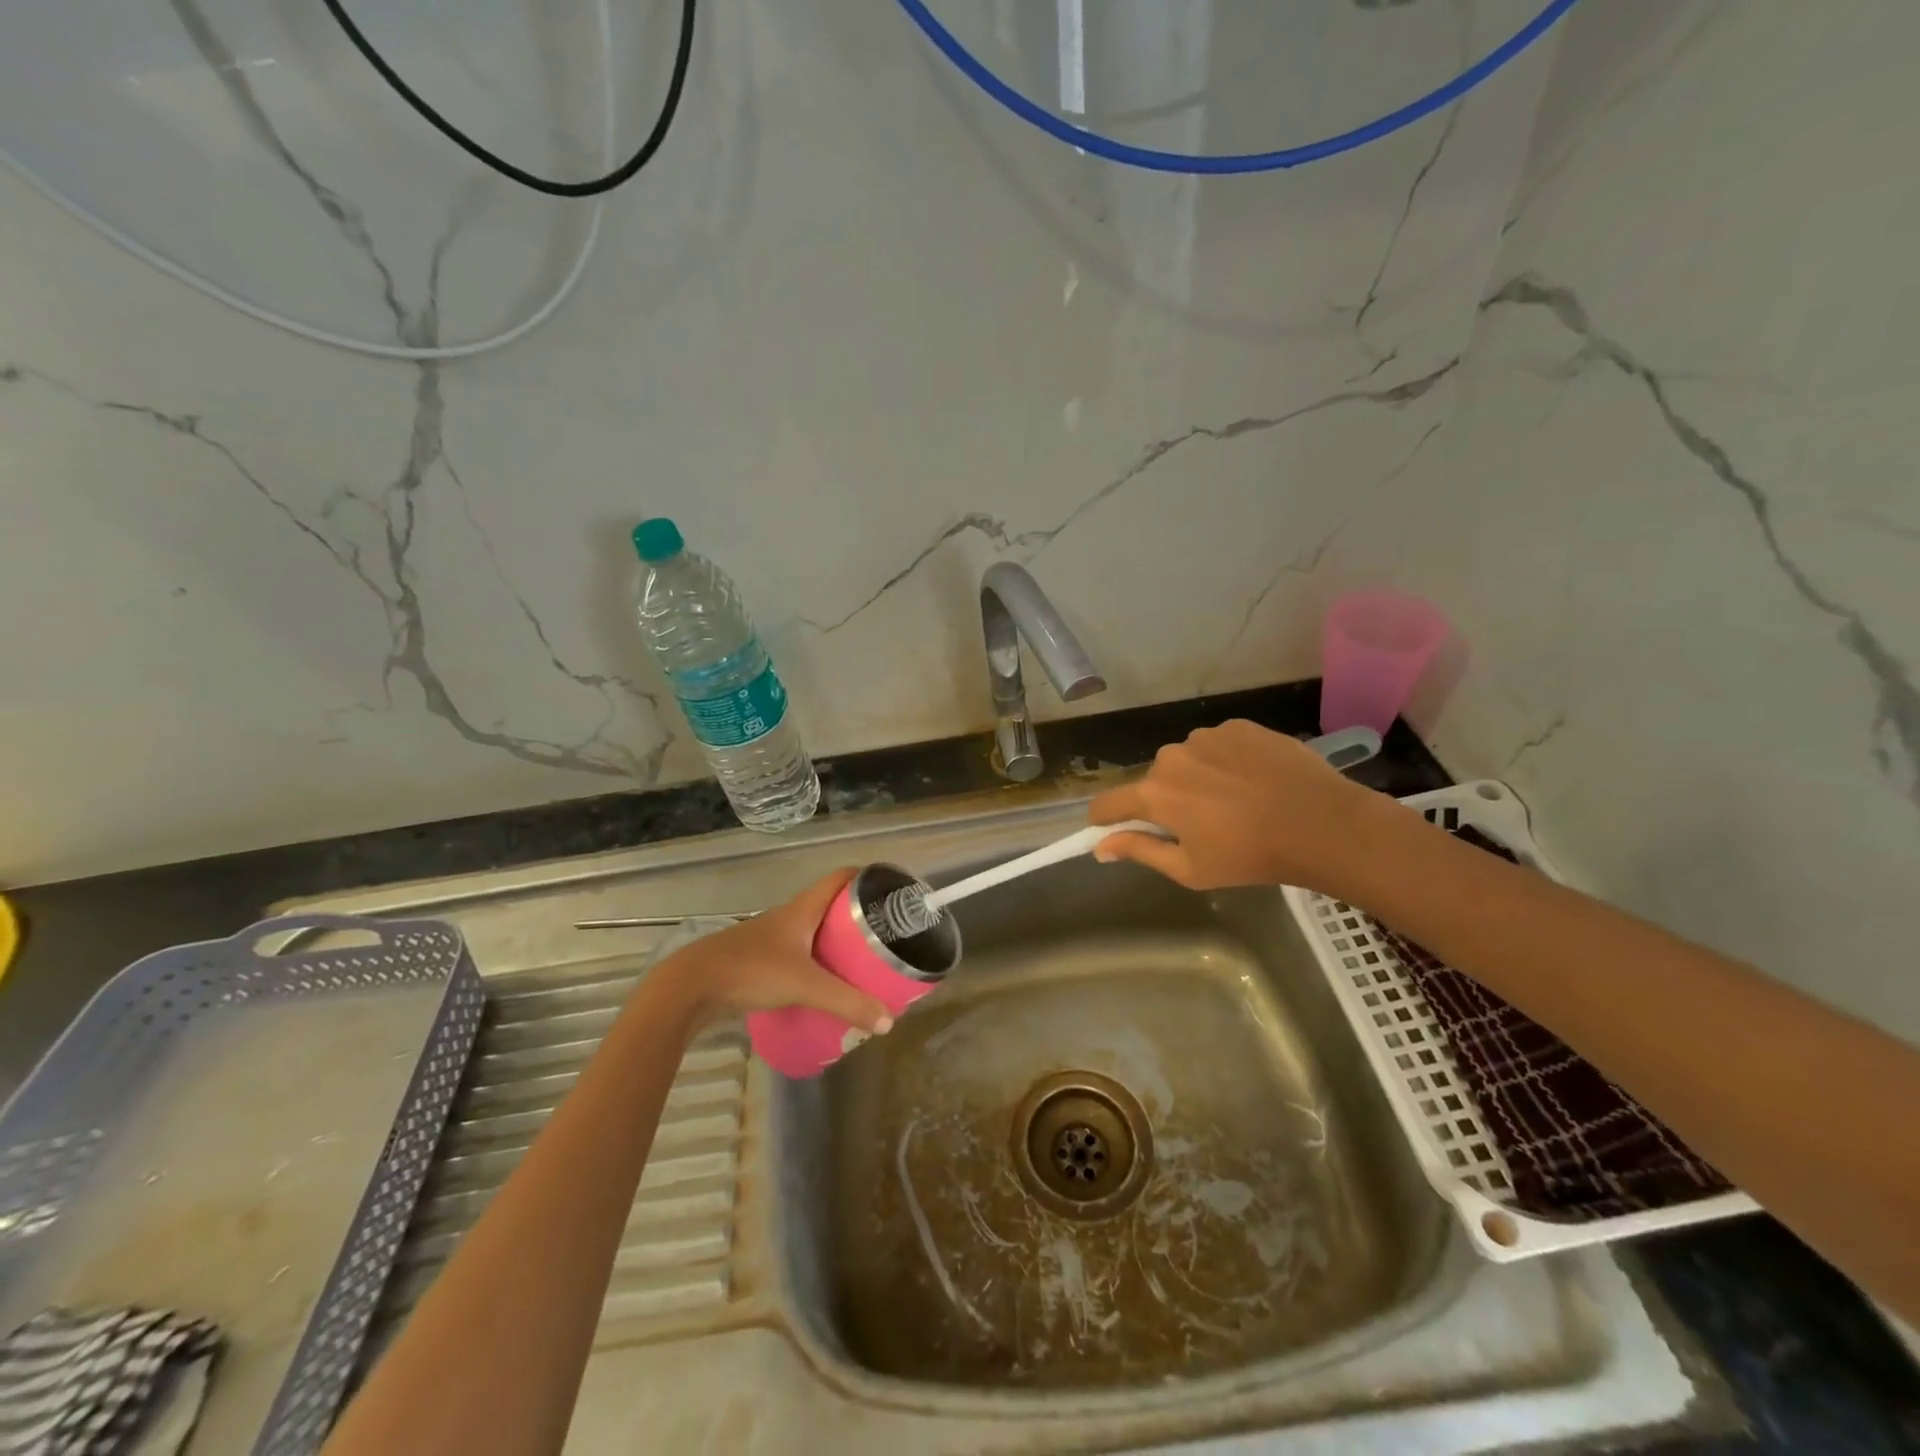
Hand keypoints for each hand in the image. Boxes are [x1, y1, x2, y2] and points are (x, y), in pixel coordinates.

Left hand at [660, 869, 893, 1033]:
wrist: (689, 986)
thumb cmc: (751, 970)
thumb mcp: (805, 986)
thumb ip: (847, 1003)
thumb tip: (888, 1023)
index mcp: (802, 909)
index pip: (840, 878)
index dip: (866, 877)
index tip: (890, 888)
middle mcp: (787, 916)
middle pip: (829, 905)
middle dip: (856, 915)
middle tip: (883, 933)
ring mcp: (769, 937)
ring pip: (811, 930)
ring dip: (834, 940)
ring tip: (860, 960)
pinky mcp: (756, 959)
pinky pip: (796, 952)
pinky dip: (814, 961)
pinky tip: (821, 984)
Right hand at [1088, 720, 1381, 893]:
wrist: (1321, 824)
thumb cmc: (1250, 856)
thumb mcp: (1190, 869)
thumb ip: (1140, 852)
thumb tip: (1100, 847)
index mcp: (1154, 794)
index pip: (1109, 803)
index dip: (1105, 819)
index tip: (1112, 829)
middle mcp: (1170, 756)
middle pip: (1153, 781)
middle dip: (1165, 801)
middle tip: (1200, 825)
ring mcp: (1206, 736)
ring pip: (1187, 760)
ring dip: (1197, 778)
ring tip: (1234, 801)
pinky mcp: (1238, 726)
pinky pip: (1218, 745)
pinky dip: (1226, 761)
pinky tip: (1253, 780)